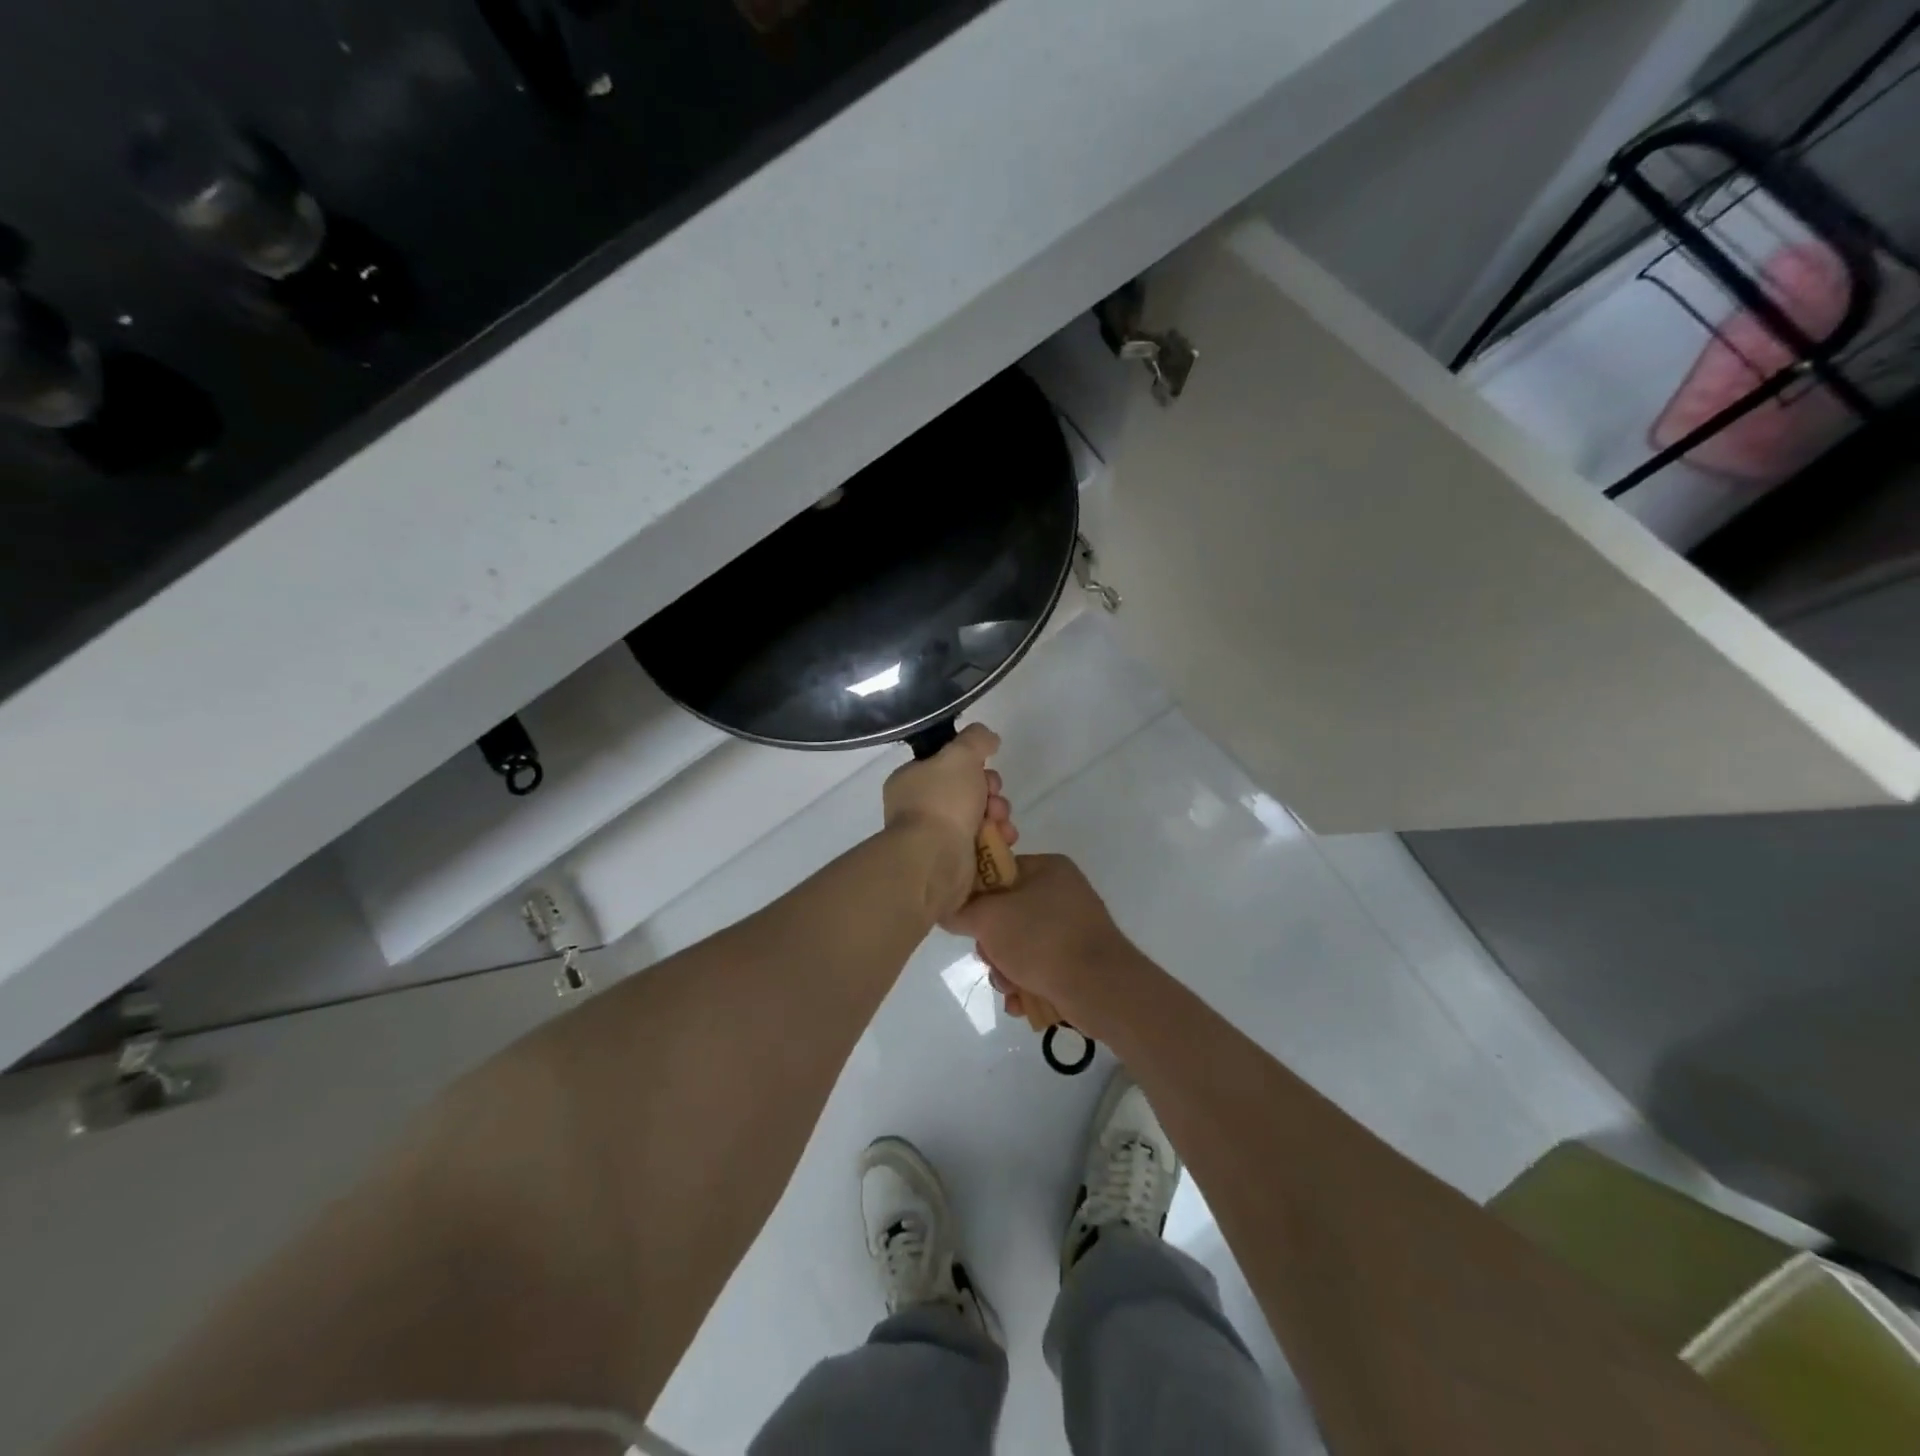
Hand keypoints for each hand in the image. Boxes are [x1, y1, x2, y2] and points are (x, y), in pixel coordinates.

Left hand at [882, 723, 1017, 919]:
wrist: (935, 860)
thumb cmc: (942, 801)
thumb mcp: (960, 754)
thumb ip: (976, 739)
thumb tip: (988, 738)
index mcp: (912, 781)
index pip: (947, 764)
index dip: (972, 763)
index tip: (985, 766)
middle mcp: (921, 808)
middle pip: (968, 790)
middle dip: (990, 792)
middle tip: (993, 797)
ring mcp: (937, 837)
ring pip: (980, 817)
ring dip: (998, 815)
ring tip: (1000, 823)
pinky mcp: (955, 862)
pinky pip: (983, 843)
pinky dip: (997, 840)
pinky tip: (1004, 839)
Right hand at [944, 853, 1138, 1037]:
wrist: (1101, 989)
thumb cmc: (1042, 940)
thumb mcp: (989, 918)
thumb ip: (961, 909)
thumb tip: (946, 909)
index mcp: (1047, 868)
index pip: (998, 871)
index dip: (976, 896)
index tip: (966, 920)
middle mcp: (1062, 892)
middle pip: (1006, 913)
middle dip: (992, 944)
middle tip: (992, 959)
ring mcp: (1072, 928)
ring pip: (1019, 945)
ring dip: (1006, 970)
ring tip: (1010, 987)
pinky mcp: (1078, 960)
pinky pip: (1039, 966)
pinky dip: (1027, 984)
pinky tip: (1022, 1002)